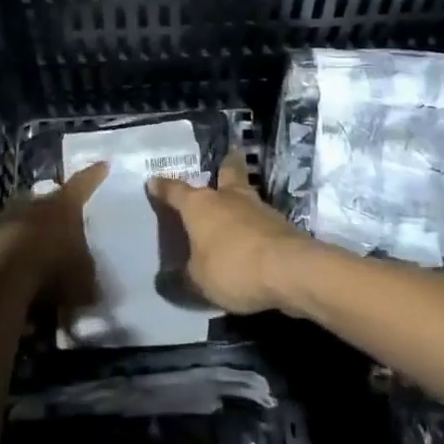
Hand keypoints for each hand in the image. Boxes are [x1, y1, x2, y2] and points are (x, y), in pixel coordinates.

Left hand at [0, 162, 107, 309]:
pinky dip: (11, 258)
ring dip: (31, 236)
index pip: (84, 183)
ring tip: (40, 256)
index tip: (103, 165)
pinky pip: (4, 246)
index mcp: (64, 205)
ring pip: (23, 223)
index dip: (94, 176)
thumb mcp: (84, 280)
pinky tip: (17, 277)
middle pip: (48, 202)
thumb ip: (88, 278)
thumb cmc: (53, 269)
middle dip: (56, 212)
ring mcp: (4, 219)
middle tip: (65, 223)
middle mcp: (34, 204)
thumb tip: (90, 287)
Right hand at [148, 153, 314, 314]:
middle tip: (224, 162)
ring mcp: (259, 208)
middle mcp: (228, 198)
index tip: (154, 181)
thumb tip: (175, 277)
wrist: (290, 269)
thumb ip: (186, 276)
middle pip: (227, 172)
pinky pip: (261, 220)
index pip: (175, 191)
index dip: (163, 187)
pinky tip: (253, 238)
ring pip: (246, 195)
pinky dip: (255, 225)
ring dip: (240, 200)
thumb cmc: (232, 268)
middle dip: (224, 166)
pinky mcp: (281, 224)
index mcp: (200, 205)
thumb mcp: (198, 281)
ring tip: (235, 210)